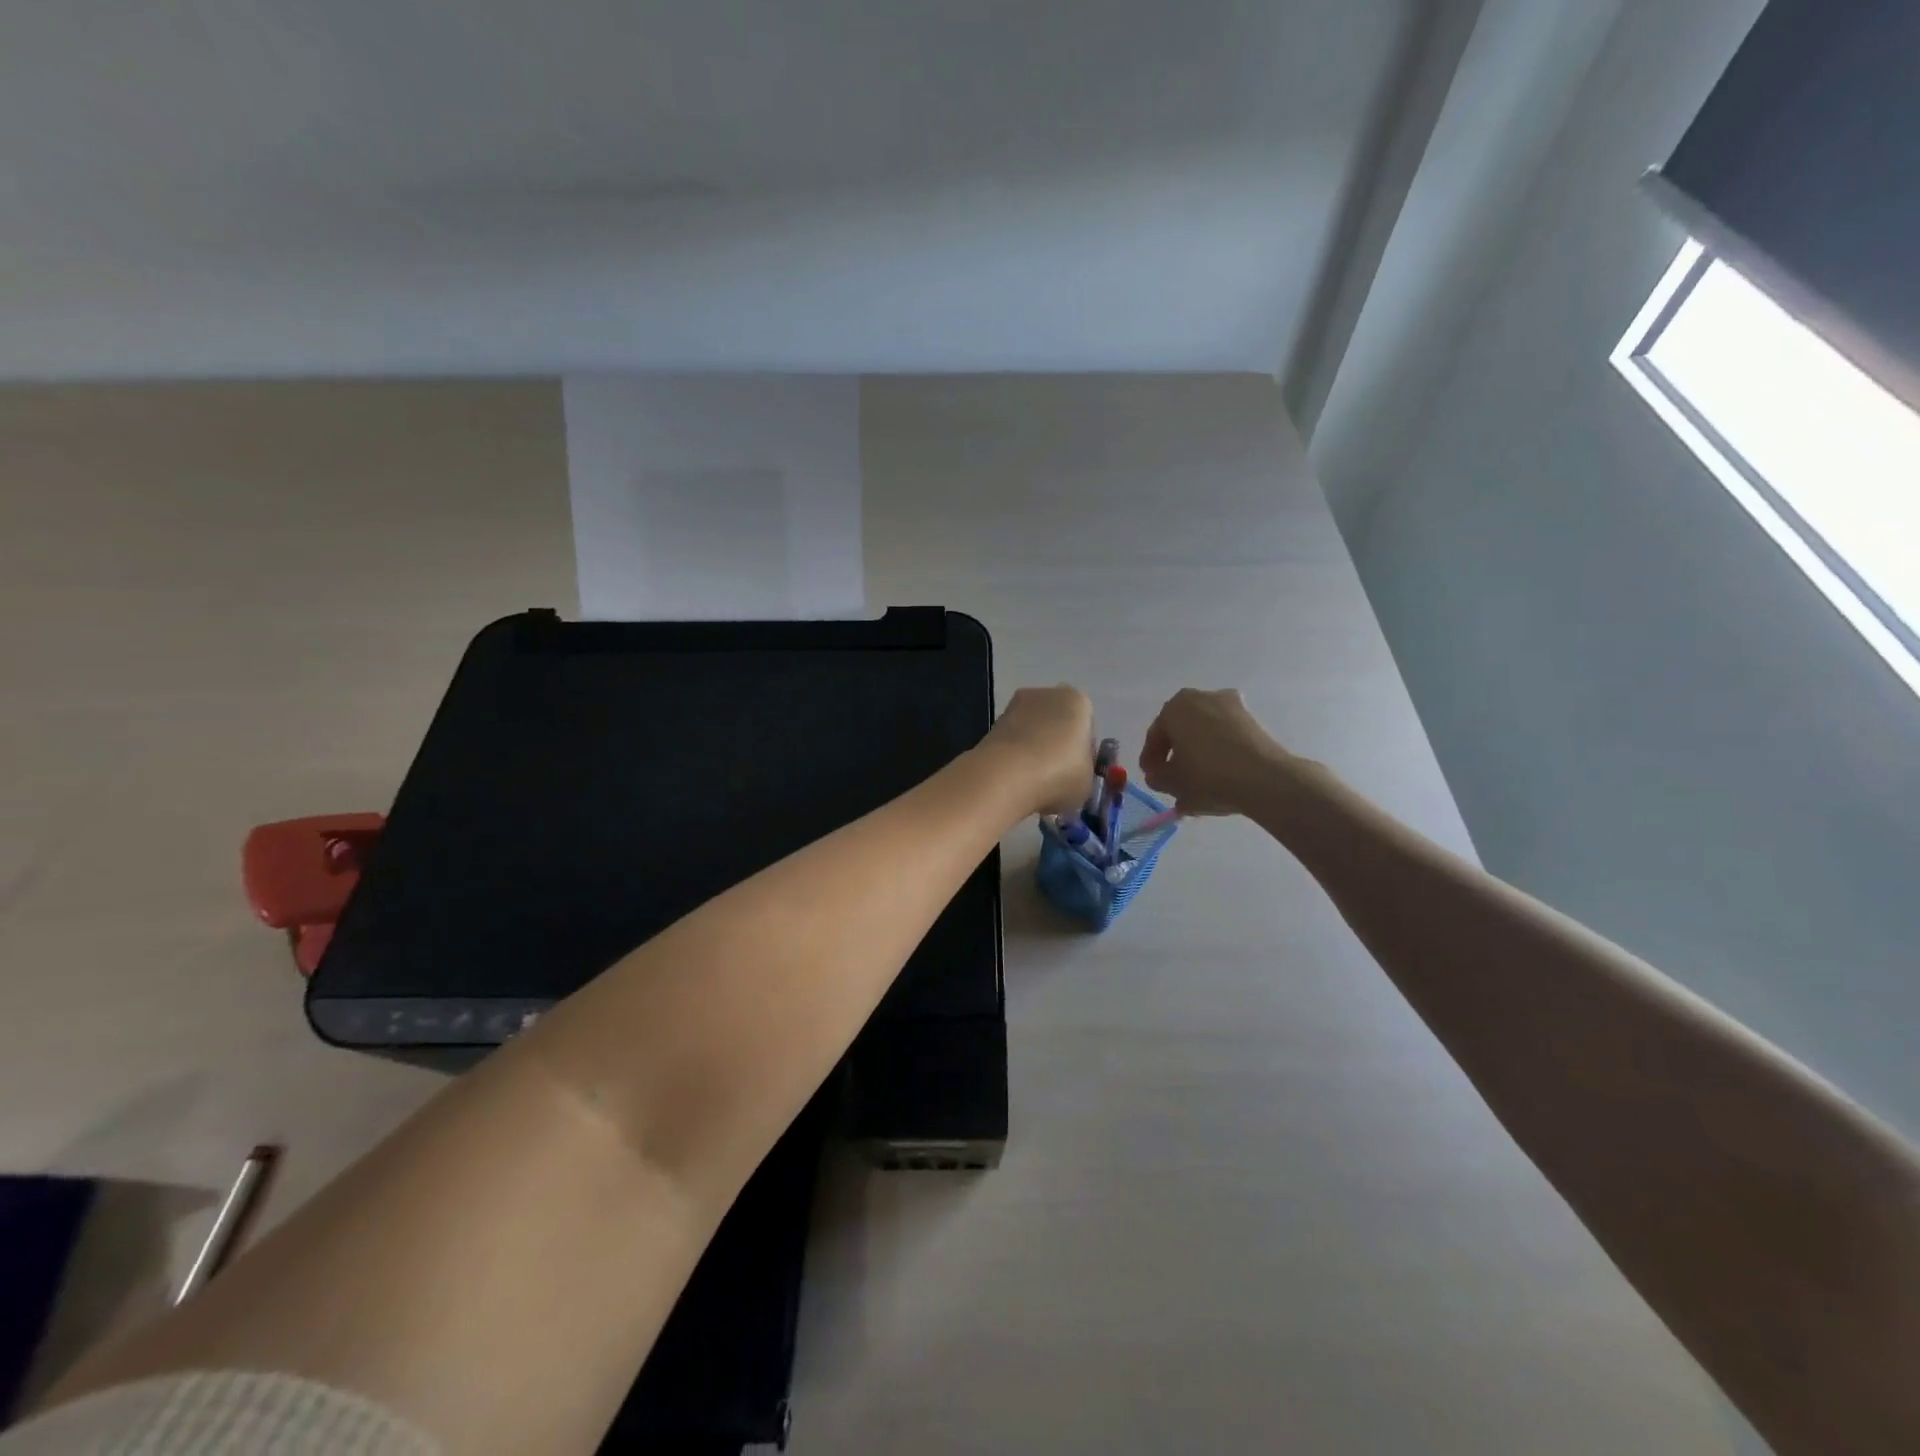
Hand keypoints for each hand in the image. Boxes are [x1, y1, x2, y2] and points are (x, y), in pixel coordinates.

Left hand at [979, 685, 1095, 818]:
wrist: (1006, 776)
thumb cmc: (1059, 774)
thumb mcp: (1088, 781)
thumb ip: (1084, 770)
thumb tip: (1073, 774)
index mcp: (1078, 702)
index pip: (1087, 724)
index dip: (1083, 749)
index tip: (1078, 771)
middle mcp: (1047, 694)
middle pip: (1058, 721)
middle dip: (1057, 743)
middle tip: (1057, 776)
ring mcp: (1015, 705)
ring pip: (1033, 729)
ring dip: (1034, 747)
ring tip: (1033, 780)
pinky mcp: (992, 723)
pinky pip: (1012, 740)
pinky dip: (1014, 754)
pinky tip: (1014, 777)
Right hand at [1139, 688, 1292, 816]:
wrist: (1264, 779)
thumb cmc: (1208, 776)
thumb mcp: (1171, 783)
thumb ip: (1157, 777)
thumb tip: (1158, 774)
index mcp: (1175, 707)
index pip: (1155, 735)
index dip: (1151, 760)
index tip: (1152, 777)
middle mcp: (1202, 697)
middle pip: (1181, 729)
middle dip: (1175, 753)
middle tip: (1172, 777)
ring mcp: (1231, 705)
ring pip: (1205, 732)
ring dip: (1198, 752)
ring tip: (1197, 780)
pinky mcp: (1252, 719)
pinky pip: (1226, 736)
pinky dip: (1219, 752)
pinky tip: (1219, 775)